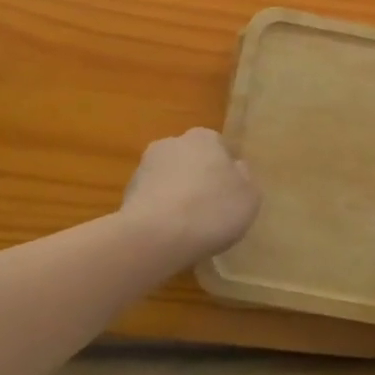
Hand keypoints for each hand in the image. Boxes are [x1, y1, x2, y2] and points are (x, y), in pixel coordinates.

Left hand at [119, 128, 260, 266]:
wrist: (156, 236)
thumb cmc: (212, 209)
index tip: (229, 193)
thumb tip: (235, 169)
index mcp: (204, 138)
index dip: (225, 170)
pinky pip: (151, 201)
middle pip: (190, 160)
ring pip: (168, 180)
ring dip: (176, 195)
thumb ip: (244, 178)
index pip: (218, 146)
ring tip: (187, 228)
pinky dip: (159, 213)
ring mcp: (144, 168)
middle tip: (210, 209)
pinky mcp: (126, 195)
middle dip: (197, 178)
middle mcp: (171, 143)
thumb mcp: (249, 196)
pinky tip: (167, 236)